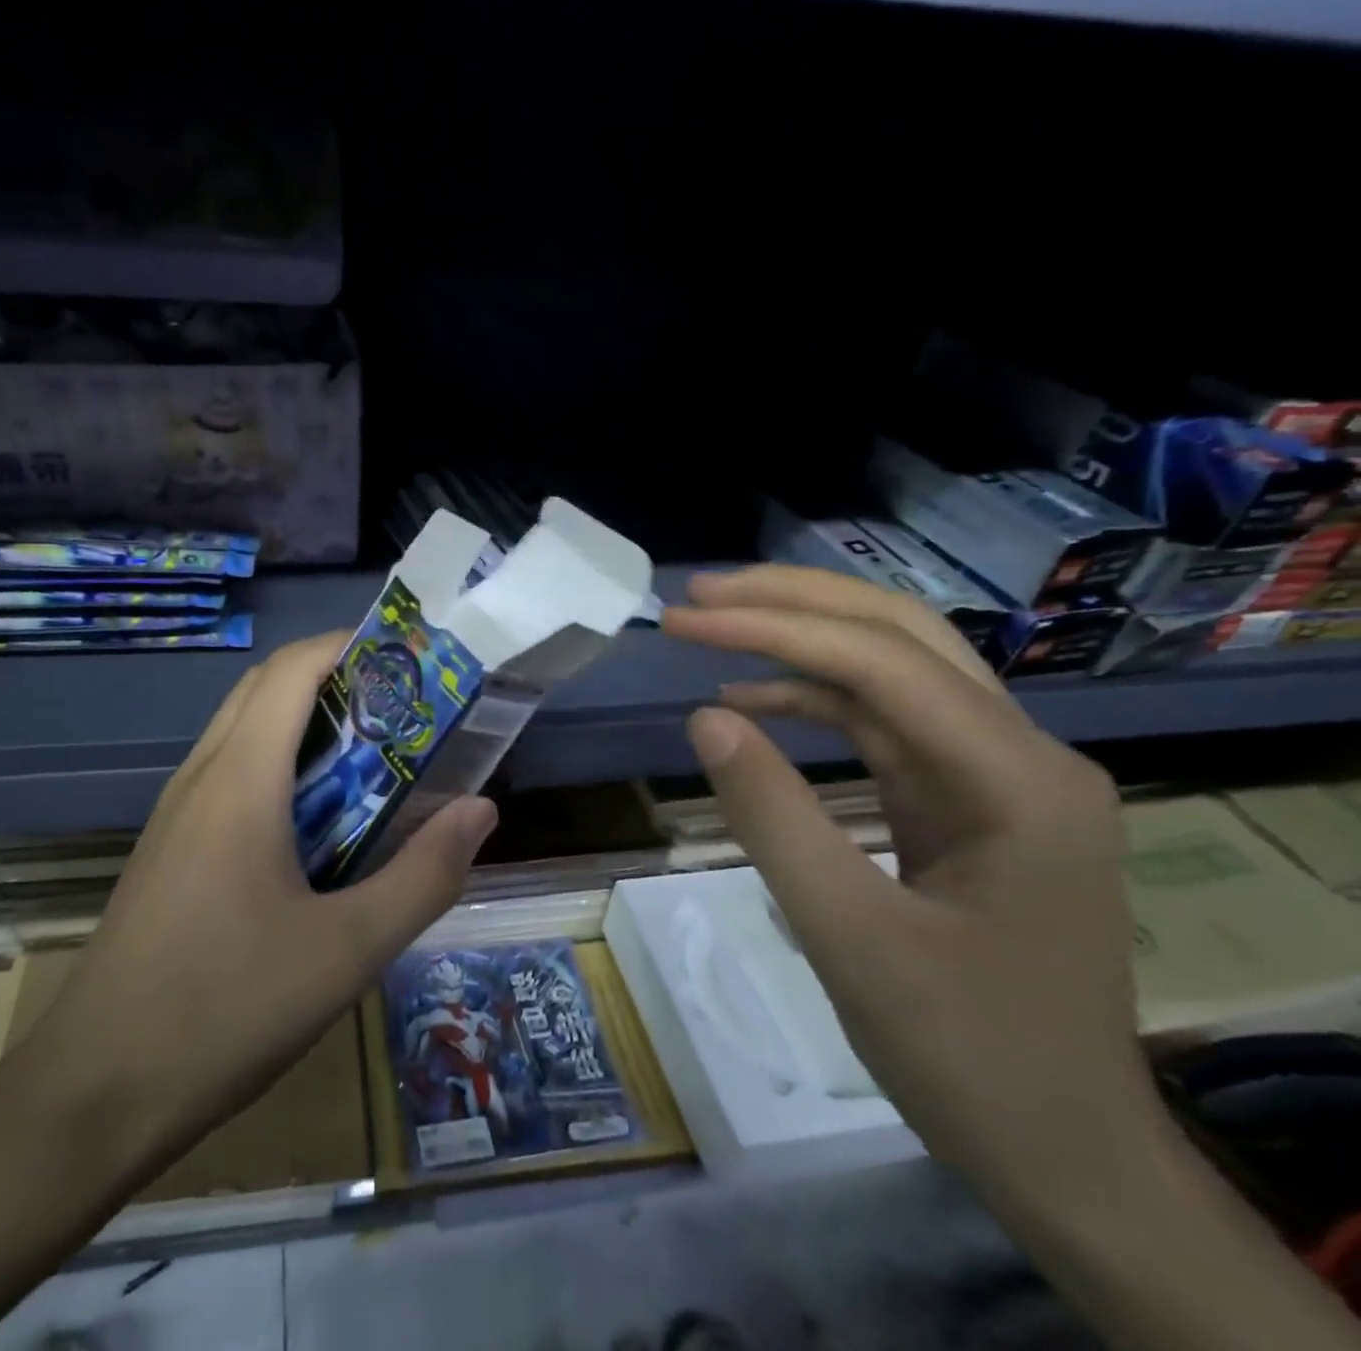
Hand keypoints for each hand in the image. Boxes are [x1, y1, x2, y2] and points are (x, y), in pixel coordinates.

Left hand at [16, 632, 498, 1172]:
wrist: (93, 1093)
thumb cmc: (225, 1011)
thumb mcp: (347, 951)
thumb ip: (423, 875)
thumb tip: (481, 810)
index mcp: (240, 779)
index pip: (292, 668)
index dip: (349, 644)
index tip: (408, 661)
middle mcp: (201, 776)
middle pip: (266, 688)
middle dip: (334, 678)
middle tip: (402, 709)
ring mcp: (176, 812)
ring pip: (244, 731)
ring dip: (305, 723)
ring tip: (372, 759)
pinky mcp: (169, 848)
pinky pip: (228, 774)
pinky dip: (278, 765)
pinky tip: (316, 823)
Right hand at [663, 567, 1155, 1194]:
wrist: (1064, 1153)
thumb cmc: (966, 1055)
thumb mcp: (849, 938)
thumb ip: (773, 817)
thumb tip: (705, 717)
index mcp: (1018, 782)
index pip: (881, 665)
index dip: (772, 631)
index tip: (683, 620)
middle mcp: (1021, 755)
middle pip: (902, 635)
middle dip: (795, 603)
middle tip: (700, 592)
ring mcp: (996, 775)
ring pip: (893, 669)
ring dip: (800, 640)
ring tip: (715, 624)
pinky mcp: (964, 800)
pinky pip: (883, 724)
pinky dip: (812, 701)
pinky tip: (751, 701)